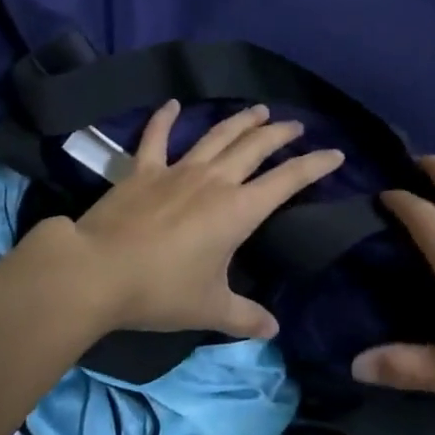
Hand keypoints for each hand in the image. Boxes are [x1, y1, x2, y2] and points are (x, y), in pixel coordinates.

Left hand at [36, 100, 344, 339]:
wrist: (98, 271)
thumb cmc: (161, 290)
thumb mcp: (210, 308)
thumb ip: (245, 317)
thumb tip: (273, 330)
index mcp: (238, 209)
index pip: (288, 180)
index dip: (315, 165)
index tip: (336, 153)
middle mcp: (214, 180)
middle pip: (255, 146)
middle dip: (280, 134)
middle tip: (296, 125)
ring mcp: (177, 170)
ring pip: (217, 135)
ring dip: (240, 120)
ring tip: (258, 109)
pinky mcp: (143, 170)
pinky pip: (156, 137)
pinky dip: (164, 118)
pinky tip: (172, 103)